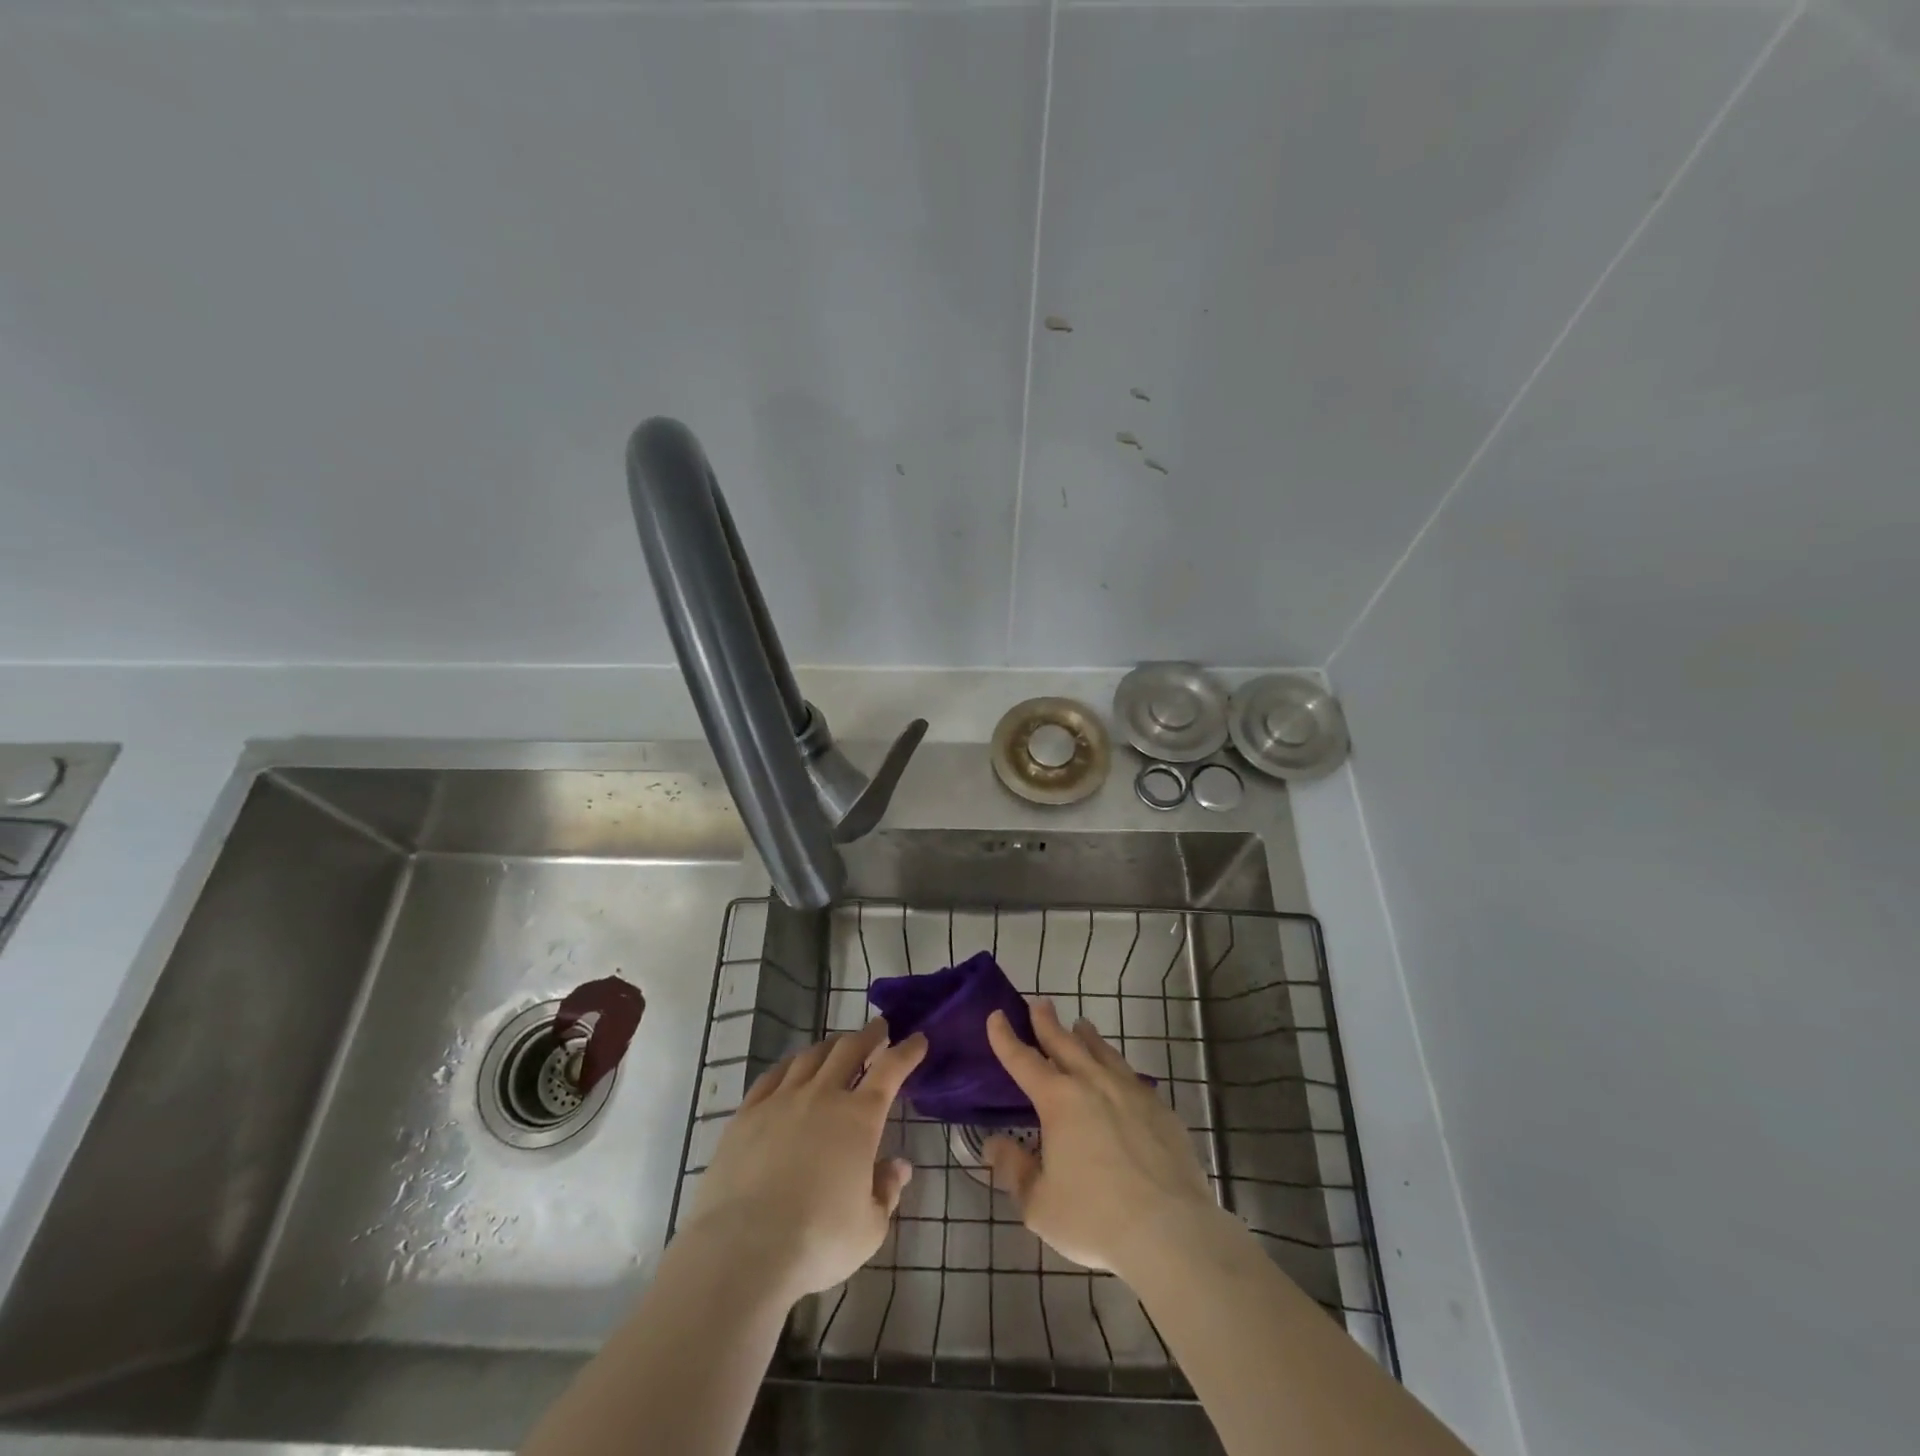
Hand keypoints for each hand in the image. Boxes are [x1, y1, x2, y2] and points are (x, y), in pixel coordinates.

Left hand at [683, 1018, 925, 1304]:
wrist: (742, 1250)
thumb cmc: (816, 1242)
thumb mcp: (869, 1228)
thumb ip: (886, 1191)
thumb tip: (898, 1166)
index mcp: (859, 1118)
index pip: (890, 1070)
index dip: (907, 1051)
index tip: (918, 1039)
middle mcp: (822, 1096)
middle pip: (849, 1050)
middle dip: (868, 1035)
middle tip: (879, 1029)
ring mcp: (781, 1100)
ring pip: (810, 1056)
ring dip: (830, 1046)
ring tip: (837, 1046)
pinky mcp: (746, 1114)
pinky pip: (772, 1076)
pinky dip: (790, 1065)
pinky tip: (791, 1068)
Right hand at [983, 998, 1220, 1279]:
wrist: (1171, 1232)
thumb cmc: (1095, 1219)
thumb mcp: (1039, 1204)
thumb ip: (1014, 1170)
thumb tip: (995, 1144)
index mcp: (1059, 1101)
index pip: (1023, 1061)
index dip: (1006, 1038)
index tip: (996, 1016)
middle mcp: (1093, 1084)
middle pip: (1065, 1043)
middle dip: (1047, 1022)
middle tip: (1038, 1003)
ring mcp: (1131, 1093)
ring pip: (1103, 1053)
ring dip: (1087, 1037)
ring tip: (1081, 1025)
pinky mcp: (1160, 1110)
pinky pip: (1132, 1077)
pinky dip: (1118, 1067)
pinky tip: (1121, 1074)